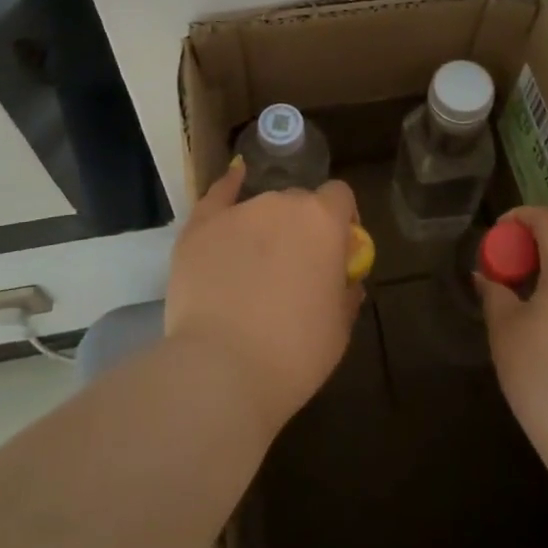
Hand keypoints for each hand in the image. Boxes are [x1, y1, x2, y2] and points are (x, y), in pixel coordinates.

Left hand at [164, 163, 364, 436]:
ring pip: (260, 207)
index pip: (340, 197)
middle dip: (301, 226)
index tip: (338, 248)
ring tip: (255, 263)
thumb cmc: (294, 353)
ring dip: (266, 225)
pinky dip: (228, 188)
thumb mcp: (338, 329)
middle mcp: (282, 204)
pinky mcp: (200, 226)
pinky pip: (218, 195)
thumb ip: (346, 293)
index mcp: (323, 222)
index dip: (342, 219)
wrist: (222, 369)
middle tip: (294, 267)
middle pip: (299, 202)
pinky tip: (234, 178)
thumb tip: (346, 281)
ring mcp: (238, 211)